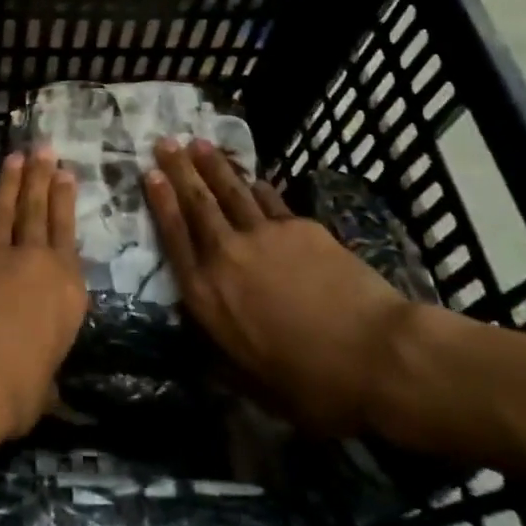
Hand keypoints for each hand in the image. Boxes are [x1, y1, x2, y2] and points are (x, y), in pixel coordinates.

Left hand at [0, 149, 87, 441]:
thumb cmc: (15, 389)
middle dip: (40, 176)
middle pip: (37, 210)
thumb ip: (43, 377)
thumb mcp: (41, 390)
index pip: (67, 233)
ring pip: (5, 210)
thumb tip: (42, 390)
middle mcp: (34, 262)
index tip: (64, 173)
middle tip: (42, 148)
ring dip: (10, 183)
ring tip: (15, 158)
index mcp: (66, 290)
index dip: (64, 200)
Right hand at [145, 138, 417, 437]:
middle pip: (197, 203)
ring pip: (230, 191)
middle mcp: (227, 256)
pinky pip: (269, 200)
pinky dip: (256, 186)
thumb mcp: (254, 383)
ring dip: (213, 165)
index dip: (160, 202)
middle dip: (178, 169)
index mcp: (207, 295)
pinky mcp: (300, 228)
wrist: (376, 354)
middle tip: (165, 142)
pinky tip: (252, 178)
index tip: (149, 173)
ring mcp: (264, 235)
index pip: (174, 237)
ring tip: (199, 143)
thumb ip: (223, 357)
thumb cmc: (313, 383)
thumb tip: (204, 348)